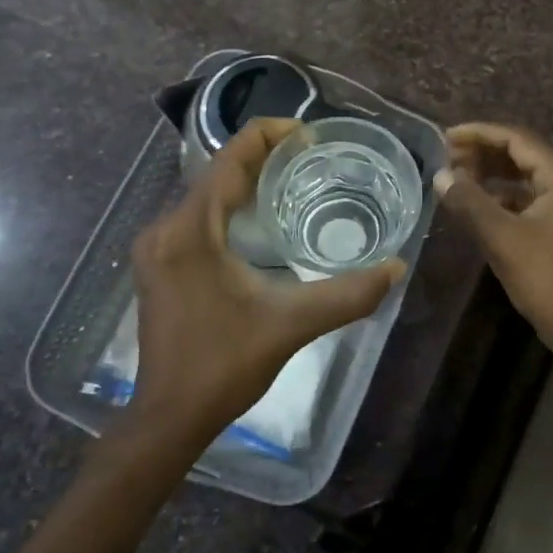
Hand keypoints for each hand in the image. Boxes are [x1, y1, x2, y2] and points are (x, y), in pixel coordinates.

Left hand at [128, 119, 403, 442]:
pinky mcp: (158, 264)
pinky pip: (196, 215)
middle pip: (216, 172)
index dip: (268, 135)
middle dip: (261, 156)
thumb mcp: (291, 323)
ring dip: (244, 180)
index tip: (307, 134)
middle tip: (308, 155)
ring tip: (291, 177)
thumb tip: (397, 268)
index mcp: (190, 230)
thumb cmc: (224, 365)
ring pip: (205, 193)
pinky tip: (257, 219)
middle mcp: (165, 228)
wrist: (168, 417)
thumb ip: (347, 295)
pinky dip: (228, 205)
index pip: (229, 158)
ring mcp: (156, 247)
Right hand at [433, 123, 552, 356]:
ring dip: (490, 173)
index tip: (446, 137)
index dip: (480, 133)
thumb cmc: (546, 277)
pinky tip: (475, 203)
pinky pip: (525, 197)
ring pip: (522, 176)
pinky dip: (500, 195)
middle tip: (447, 156)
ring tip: (456, 175)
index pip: (516, 139)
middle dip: (483, 152)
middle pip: (520, 153)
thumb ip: (470, 202)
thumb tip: (440, 175)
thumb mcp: (503, 238)